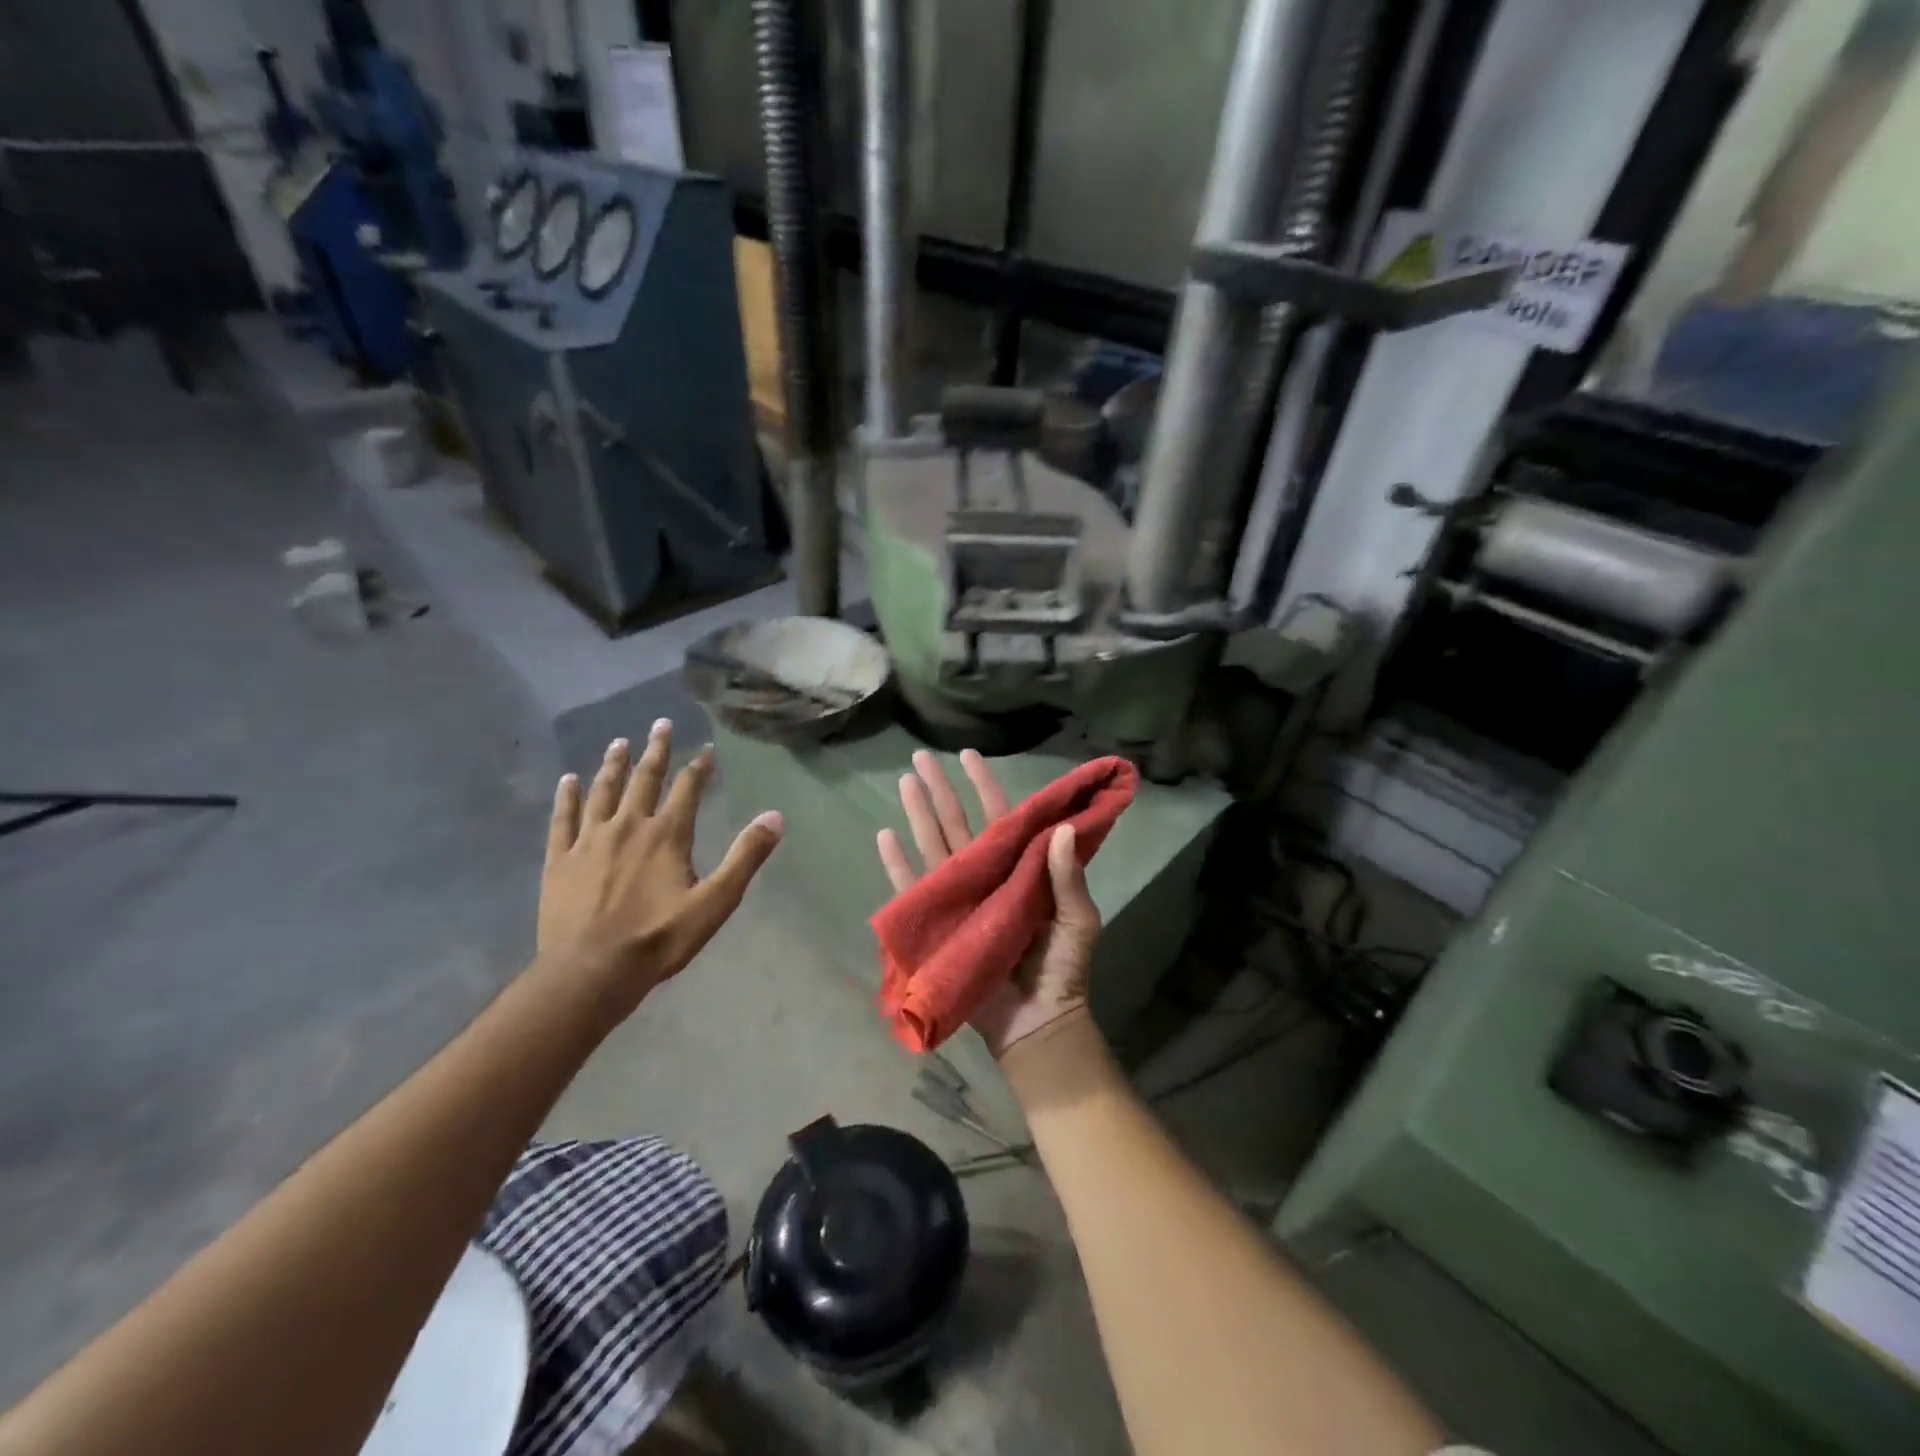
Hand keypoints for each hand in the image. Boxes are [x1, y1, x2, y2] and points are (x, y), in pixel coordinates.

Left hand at [539, 721, 781, 1008]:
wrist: (590, 971)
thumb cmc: (659, 939)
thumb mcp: (716, 901)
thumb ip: (745, 856)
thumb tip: (775, 817)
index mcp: (667, 835)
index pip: (687, 789)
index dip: (698, 768)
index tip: (705, 749)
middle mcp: (628, 826)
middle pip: (644, 779)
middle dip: (655, 750)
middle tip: (660, 724)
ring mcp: (589, 841)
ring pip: (603, 791)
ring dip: (613, 765)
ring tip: (619, 742)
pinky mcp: (560, 860)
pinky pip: (563, 819)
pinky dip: (567, 798)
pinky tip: (568, 781)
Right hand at [876, 749, 1100, 1058]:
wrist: (1038, 1023)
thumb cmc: (1062, 969)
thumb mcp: (1076, 920)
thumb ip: (1068, 877)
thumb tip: (1059, 828)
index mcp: (1020, 869)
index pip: (1001, 818)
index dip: (985, 786)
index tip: (969, 755)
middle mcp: (987, 876)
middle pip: (959, 824)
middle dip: (941, 790)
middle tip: (921, 757)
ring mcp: (960, 899)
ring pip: (934, 846)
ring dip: (918, 815)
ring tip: (904, 782)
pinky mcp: (938, 925)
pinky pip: (914, 889)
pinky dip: (898, 865)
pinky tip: (885, 835)